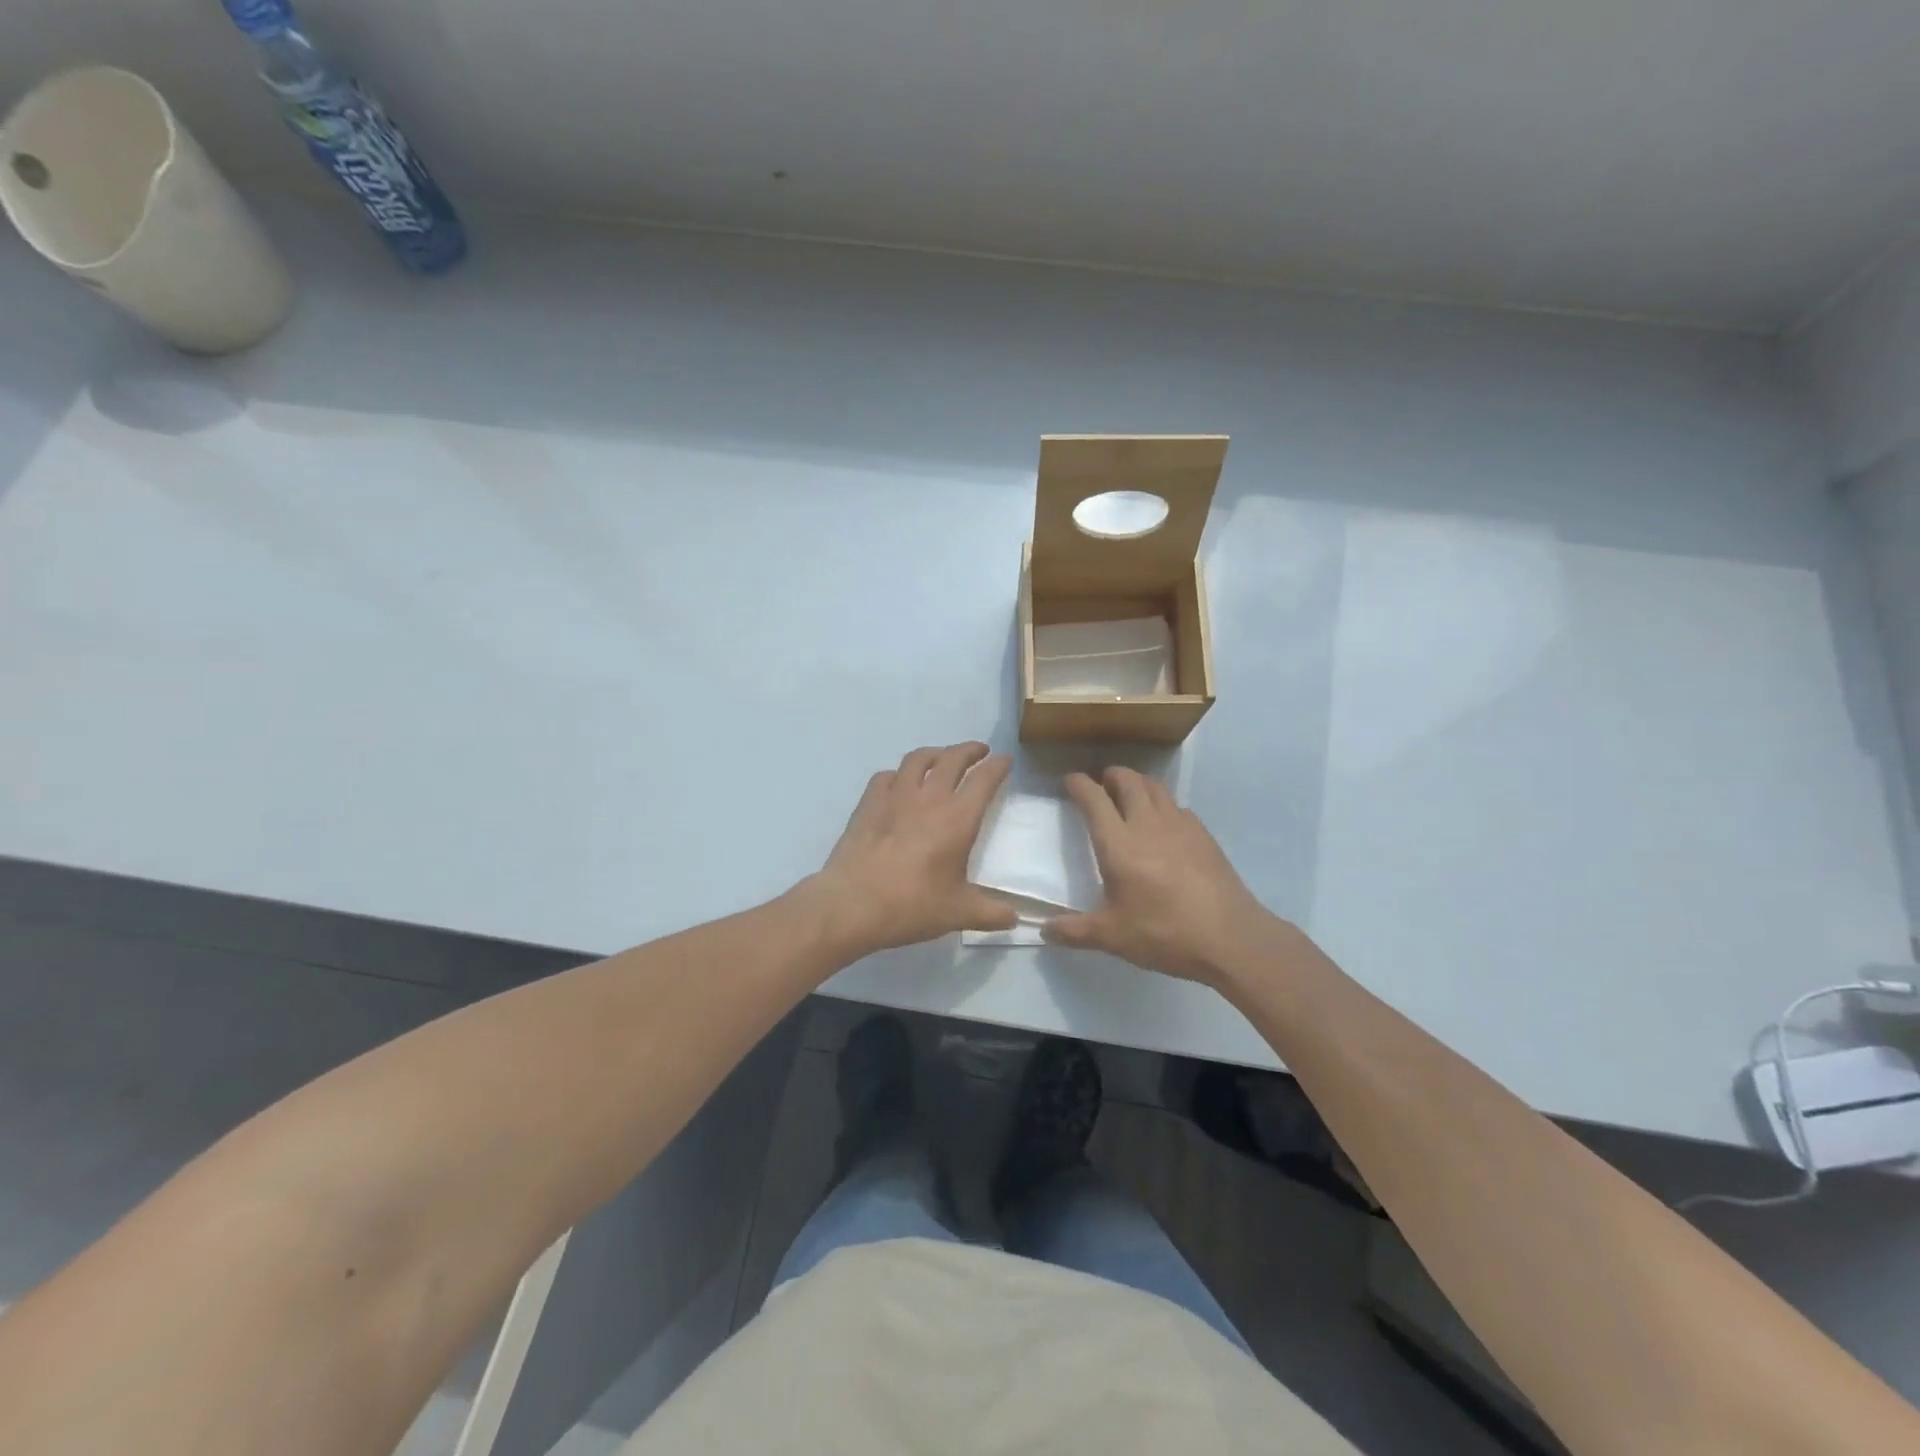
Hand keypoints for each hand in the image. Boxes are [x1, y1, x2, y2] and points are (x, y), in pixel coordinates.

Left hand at [812, 742, 1017, 954]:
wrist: (853, 904)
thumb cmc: (912, 905)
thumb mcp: (959, 913)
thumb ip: (991, 914)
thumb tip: (1014, 919)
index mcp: (958, 818)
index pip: (984, 779)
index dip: (998, 766)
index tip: (1005, 760)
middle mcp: (929, 797)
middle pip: (952, 758)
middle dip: (969, 750)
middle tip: (979, 752)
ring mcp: (895, 796)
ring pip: (918, 759)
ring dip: (935, 753)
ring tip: (942, 758)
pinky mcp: (868, 803)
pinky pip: (887, 776)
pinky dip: (899, 774)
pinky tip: (899, 783)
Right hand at [1044, 768, 1283, 985]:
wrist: (1230, 938)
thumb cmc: (1164, 934)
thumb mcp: (1113, 937)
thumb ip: (1074, 931)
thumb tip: (1044, 930)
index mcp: (1119, 844)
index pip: (1094, 799)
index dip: (1079, 785)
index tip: (1070, 781)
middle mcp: (1148, 825)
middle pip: (1128, 781)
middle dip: (1111, 776)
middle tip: (1101, 784)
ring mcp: (1180, 826)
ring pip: (1155, 787)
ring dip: (1137, 783)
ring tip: (1129, 794)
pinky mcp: (1204, 835)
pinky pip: (1177, 806)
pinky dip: (1163, 805)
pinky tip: (1164, 824)